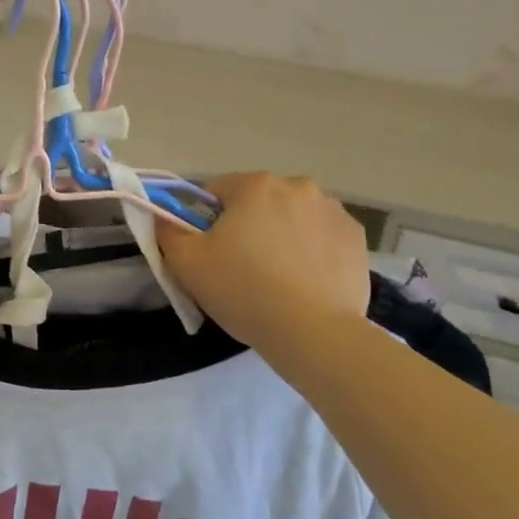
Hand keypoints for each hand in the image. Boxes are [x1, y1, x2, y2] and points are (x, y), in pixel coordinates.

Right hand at [158, 174, 370, 351]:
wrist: (314, 333)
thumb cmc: (244, 291)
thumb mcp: (187, 264)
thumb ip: (167, 231)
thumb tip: (161, 215)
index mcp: (255, 185)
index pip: (217, 192)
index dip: (207, 221)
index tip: (210, 253)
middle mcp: (298, 186)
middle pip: (259, 202)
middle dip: (248, 226)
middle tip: (242, 268)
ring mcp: (333, 210)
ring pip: (293, 217)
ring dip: (282, 235)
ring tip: (278, 278)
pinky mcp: (357, 238)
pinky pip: (322, 237)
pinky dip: (312, 251)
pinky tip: (306, 282)